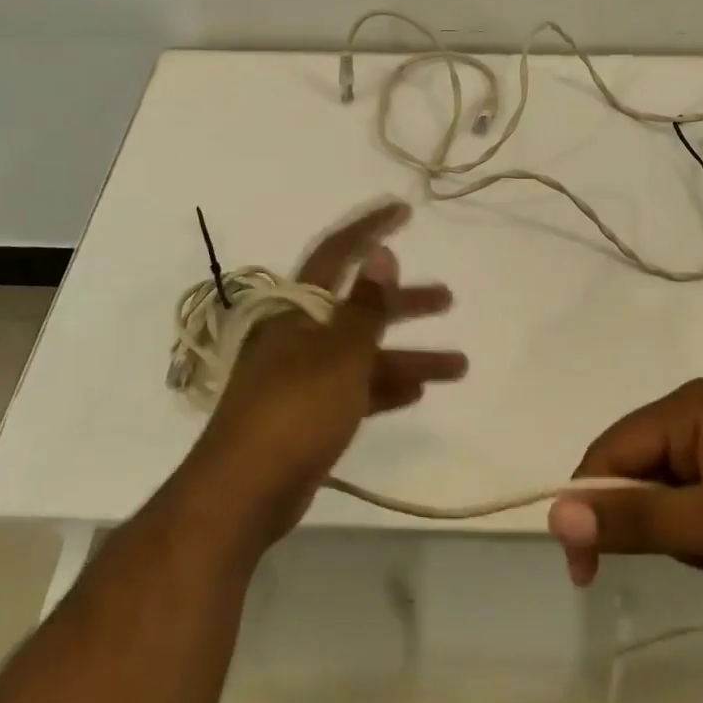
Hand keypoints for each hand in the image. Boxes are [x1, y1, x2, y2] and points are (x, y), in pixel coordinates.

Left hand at [188, 201, 466, 547]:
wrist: (244, 491)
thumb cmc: (295, 409)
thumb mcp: (340, 352)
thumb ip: (366, 305)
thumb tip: (382, 253)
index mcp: (298, 309)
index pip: (337, 253)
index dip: (370, 229)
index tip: (403, 211)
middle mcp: (299, 335)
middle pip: (359, 308)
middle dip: (405, 304)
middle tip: (448, 299)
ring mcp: (302, 376)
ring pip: (363, 354)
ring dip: (408, 356)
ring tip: (458, 364)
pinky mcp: (308, 414)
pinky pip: (355, 390)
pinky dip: (384, 387)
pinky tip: (418, 391)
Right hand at [547, 378, 702, 603]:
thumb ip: (637, 518)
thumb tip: (556, 514)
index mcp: (689, 406)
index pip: (611, 450)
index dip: (588, 504)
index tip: (582, 570)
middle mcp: (702, 414)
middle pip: (637, 467)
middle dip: (646, 519)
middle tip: (683, 560)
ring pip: (667, 489)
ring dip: (677, 530)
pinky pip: (698, 499)